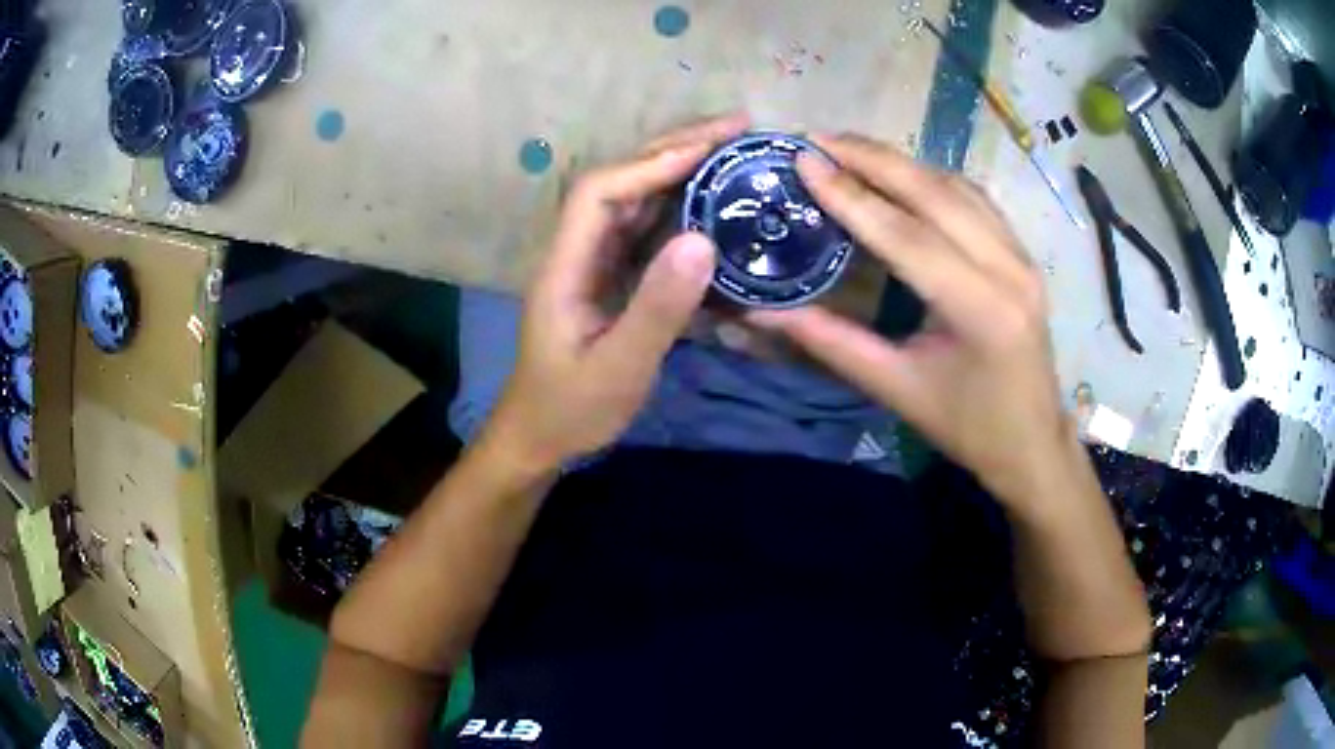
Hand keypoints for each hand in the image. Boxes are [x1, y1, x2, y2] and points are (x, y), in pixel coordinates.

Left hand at [481, 114, 750, 473]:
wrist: (541, 436)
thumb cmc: (570, 409)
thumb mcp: (617, 369)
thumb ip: (657, 309)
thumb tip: (703, 240)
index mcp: (566, 265)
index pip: (601, 192)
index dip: (651, 163)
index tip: (710, 149)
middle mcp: (578, 250)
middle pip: (620, 181)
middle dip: (673, 148)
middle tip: (735, 128)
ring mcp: (595, 261)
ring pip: (636, 199)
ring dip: (681, 168)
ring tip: (733, 149)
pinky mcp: (612, 277)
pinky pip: (648, 229)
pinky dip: (682, 206)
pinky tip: (715, 199)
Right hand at [749, 133, 1074, 505]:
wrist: (1033, 444)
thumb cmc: (968, 428)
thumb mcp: (897, 391)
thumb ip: (831, 343)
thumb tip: (764, 312)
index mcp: (980, 309)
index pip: (907, 235)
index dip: (851, 195)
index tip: (804, 159)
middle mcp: (1008, 269)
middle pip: (936, 193)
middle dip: (873, 159)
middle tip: (818, 139)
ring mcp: (1022, 257)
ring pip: (958, 188)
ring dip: (902, 162)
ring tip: (850, 151)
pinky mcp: (1023, 255)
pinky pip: (975, 200)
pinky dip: (932, 180)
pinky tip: (901, 176)